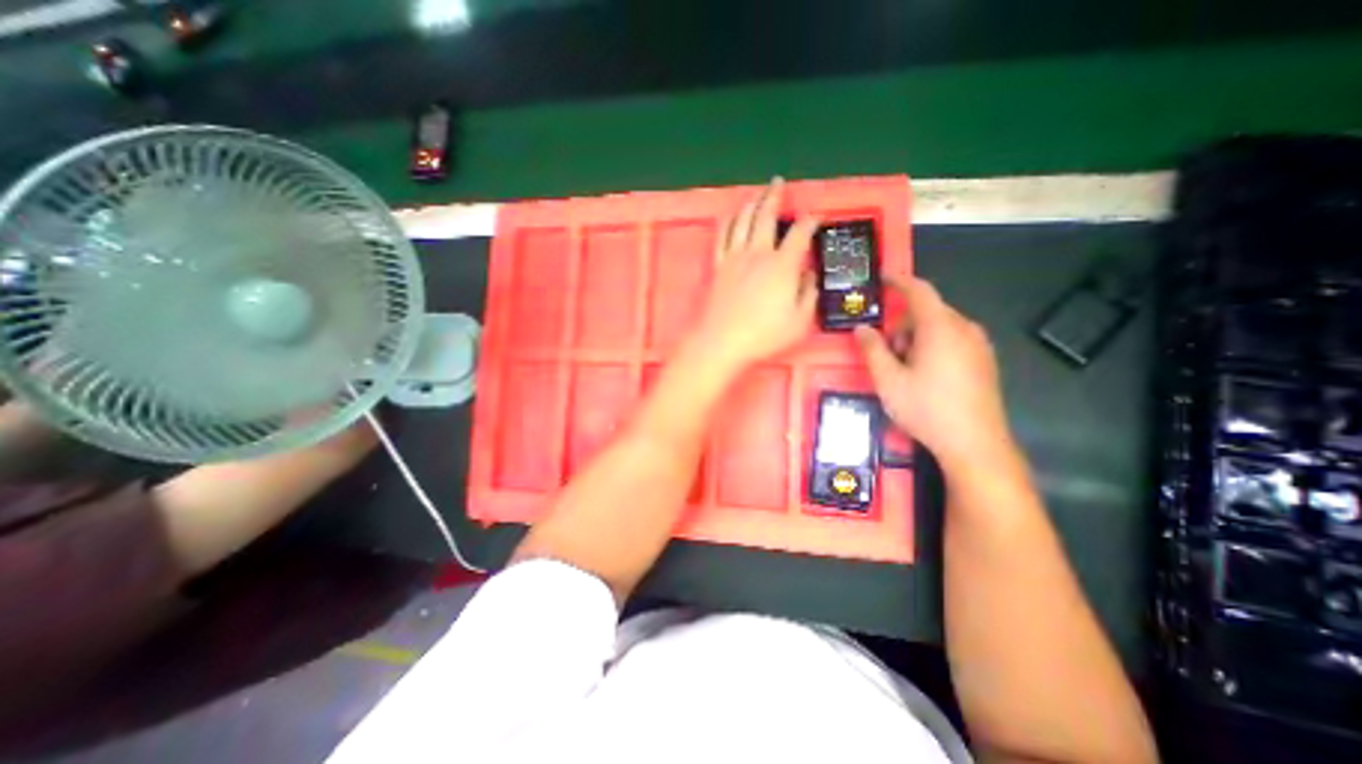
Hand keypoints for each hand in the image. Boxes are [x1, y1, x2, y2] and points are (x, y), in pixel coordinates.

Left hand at [694, 175, 819, 372]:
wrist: (721, 342)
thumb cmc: (763, 335)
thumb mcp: (800, 321)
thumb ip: (809, 294)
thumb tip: (810, 275)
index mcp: (782, 265)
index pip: (800, 234)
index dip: (810, 221)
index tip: (816, 217)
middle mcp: (758, 253)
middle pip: (766, 216)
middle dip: (774, 197)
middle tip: (778, 183)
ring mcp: (734, 257)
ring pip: (742, 221)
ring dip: (751, 203)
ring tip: (756, 194)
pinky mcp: (717, 266)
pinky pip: (721, 236)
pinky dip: (727, 221)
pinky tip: (730, 216)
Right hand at [853, 277, 1014, 467]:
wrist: (974, 443)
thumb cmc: (926, 408)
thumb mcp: (888, 380)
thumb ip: (872, 349)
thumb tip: (861, 329)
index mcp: (940, 327)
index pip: (919, 291)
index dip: (899, 281)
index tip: (882, 278)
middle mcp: (964, 329)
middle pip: (928, 312)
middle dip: (902, 324)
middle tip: (886, 352)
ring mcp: (979, 345)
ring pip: (940, 327)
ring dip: (917, 338)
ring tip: (905, 369)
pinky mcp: (985, 362)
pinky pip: (954, 341)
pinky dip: (933, 347)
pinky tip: (926, 376)